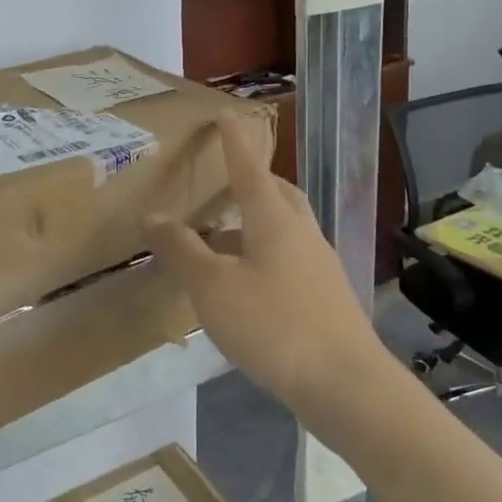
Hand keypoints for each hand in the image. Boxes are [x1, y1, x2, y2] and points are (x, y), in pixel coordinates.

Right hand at [144, 118, 386, 416]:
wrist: (346, 384)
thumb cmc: (274, 325)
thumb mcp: (214, 287)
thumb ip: (183, 250)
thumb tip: (154, 216)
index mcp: (274, 219)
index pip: (249, 168)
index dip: (234, 142)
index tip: (225, 116)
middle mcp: (301, 232)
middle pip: (276, 194)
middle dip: (249, 184)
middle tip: (219, 188)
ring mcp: (319, 265)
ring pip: (283, 229)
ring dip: (252, 226)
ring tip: (219, 244)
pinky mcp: (326, 296)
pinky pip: (289, 259)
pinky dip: (262, 258)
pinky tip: (244, 287)